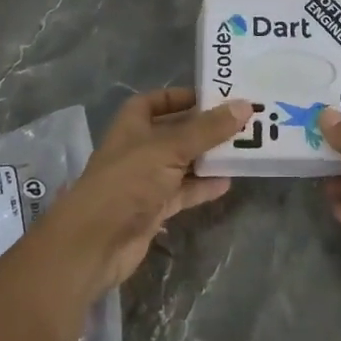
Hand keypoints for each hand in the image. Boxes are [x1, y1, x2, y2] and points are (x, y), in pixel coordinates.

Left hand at [39, 88, 250, 295]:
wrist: (96, 242)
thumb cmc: (128, 181)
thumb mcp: (170, 148)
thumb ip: (208, 129)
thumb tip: (244, 106)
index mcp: (132, 125)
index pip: (155, 101)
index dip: (180, 97)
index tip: (213, 98)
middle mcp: (138, 149)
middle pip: (174, 132)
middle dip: (203, 128)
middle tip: (240, 123)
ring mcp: (146, 180)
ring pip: (182, 163)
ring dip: (207, 158)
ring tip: (242, 150)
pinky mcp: (154, 208)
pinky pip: (183, 191)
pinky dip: (203, 187)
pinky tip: (227, 182)